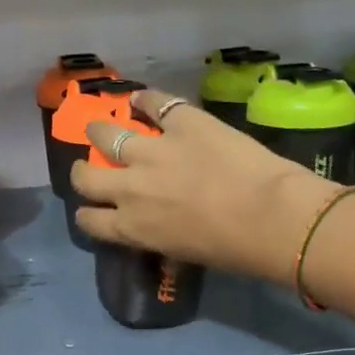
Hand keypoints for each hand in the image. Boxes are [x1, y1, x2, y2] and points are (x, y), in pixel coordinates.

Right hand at [70, 88, 342, 283]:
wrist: (270, 216)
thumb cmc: (233, 250)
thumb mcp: (184, 254)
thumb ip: (160, 238)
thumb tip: (158, 231)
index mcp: (131, 226)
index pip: (88, 219)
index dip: (88, 212)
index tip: (95, 208)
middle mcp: (129, 188)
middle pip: (85, 177)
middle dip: (84, 172)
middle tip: (92, 167)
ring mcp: (152, 151)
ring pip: (106, 134)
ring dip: (101, 132)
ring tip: (103, 128)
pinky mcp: (182, 122)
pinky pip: (154, 103)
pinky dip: (145, 100)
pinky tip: (140, 99)